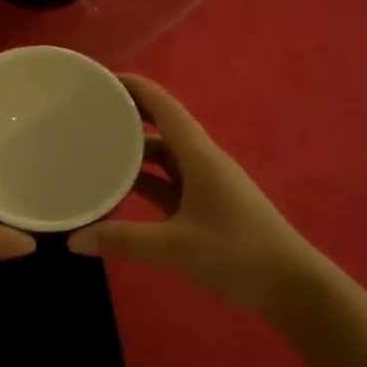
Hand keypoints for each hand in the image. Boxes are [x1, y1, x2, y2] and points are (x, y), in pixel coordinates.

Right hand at [69, 75, 339, 312]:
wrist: (293, 287)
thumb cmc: (239, 253)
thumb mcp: (176, 247)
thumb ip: (123, 241)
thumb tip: (73, 239)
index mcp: (199, 155)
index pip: (162, 105)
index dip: (132, 86)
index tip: (97, 79)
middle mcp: (201, 161)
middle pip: (160, 126)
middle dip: (126, 115)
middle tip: (85, 113)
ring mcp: (204, 184)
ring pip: (163, 157)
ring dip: (133, 150)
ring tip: (94, 148)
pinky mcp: (205, 207)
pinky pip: (167, 183)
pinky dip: (143, 181)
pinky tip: (118, 190)